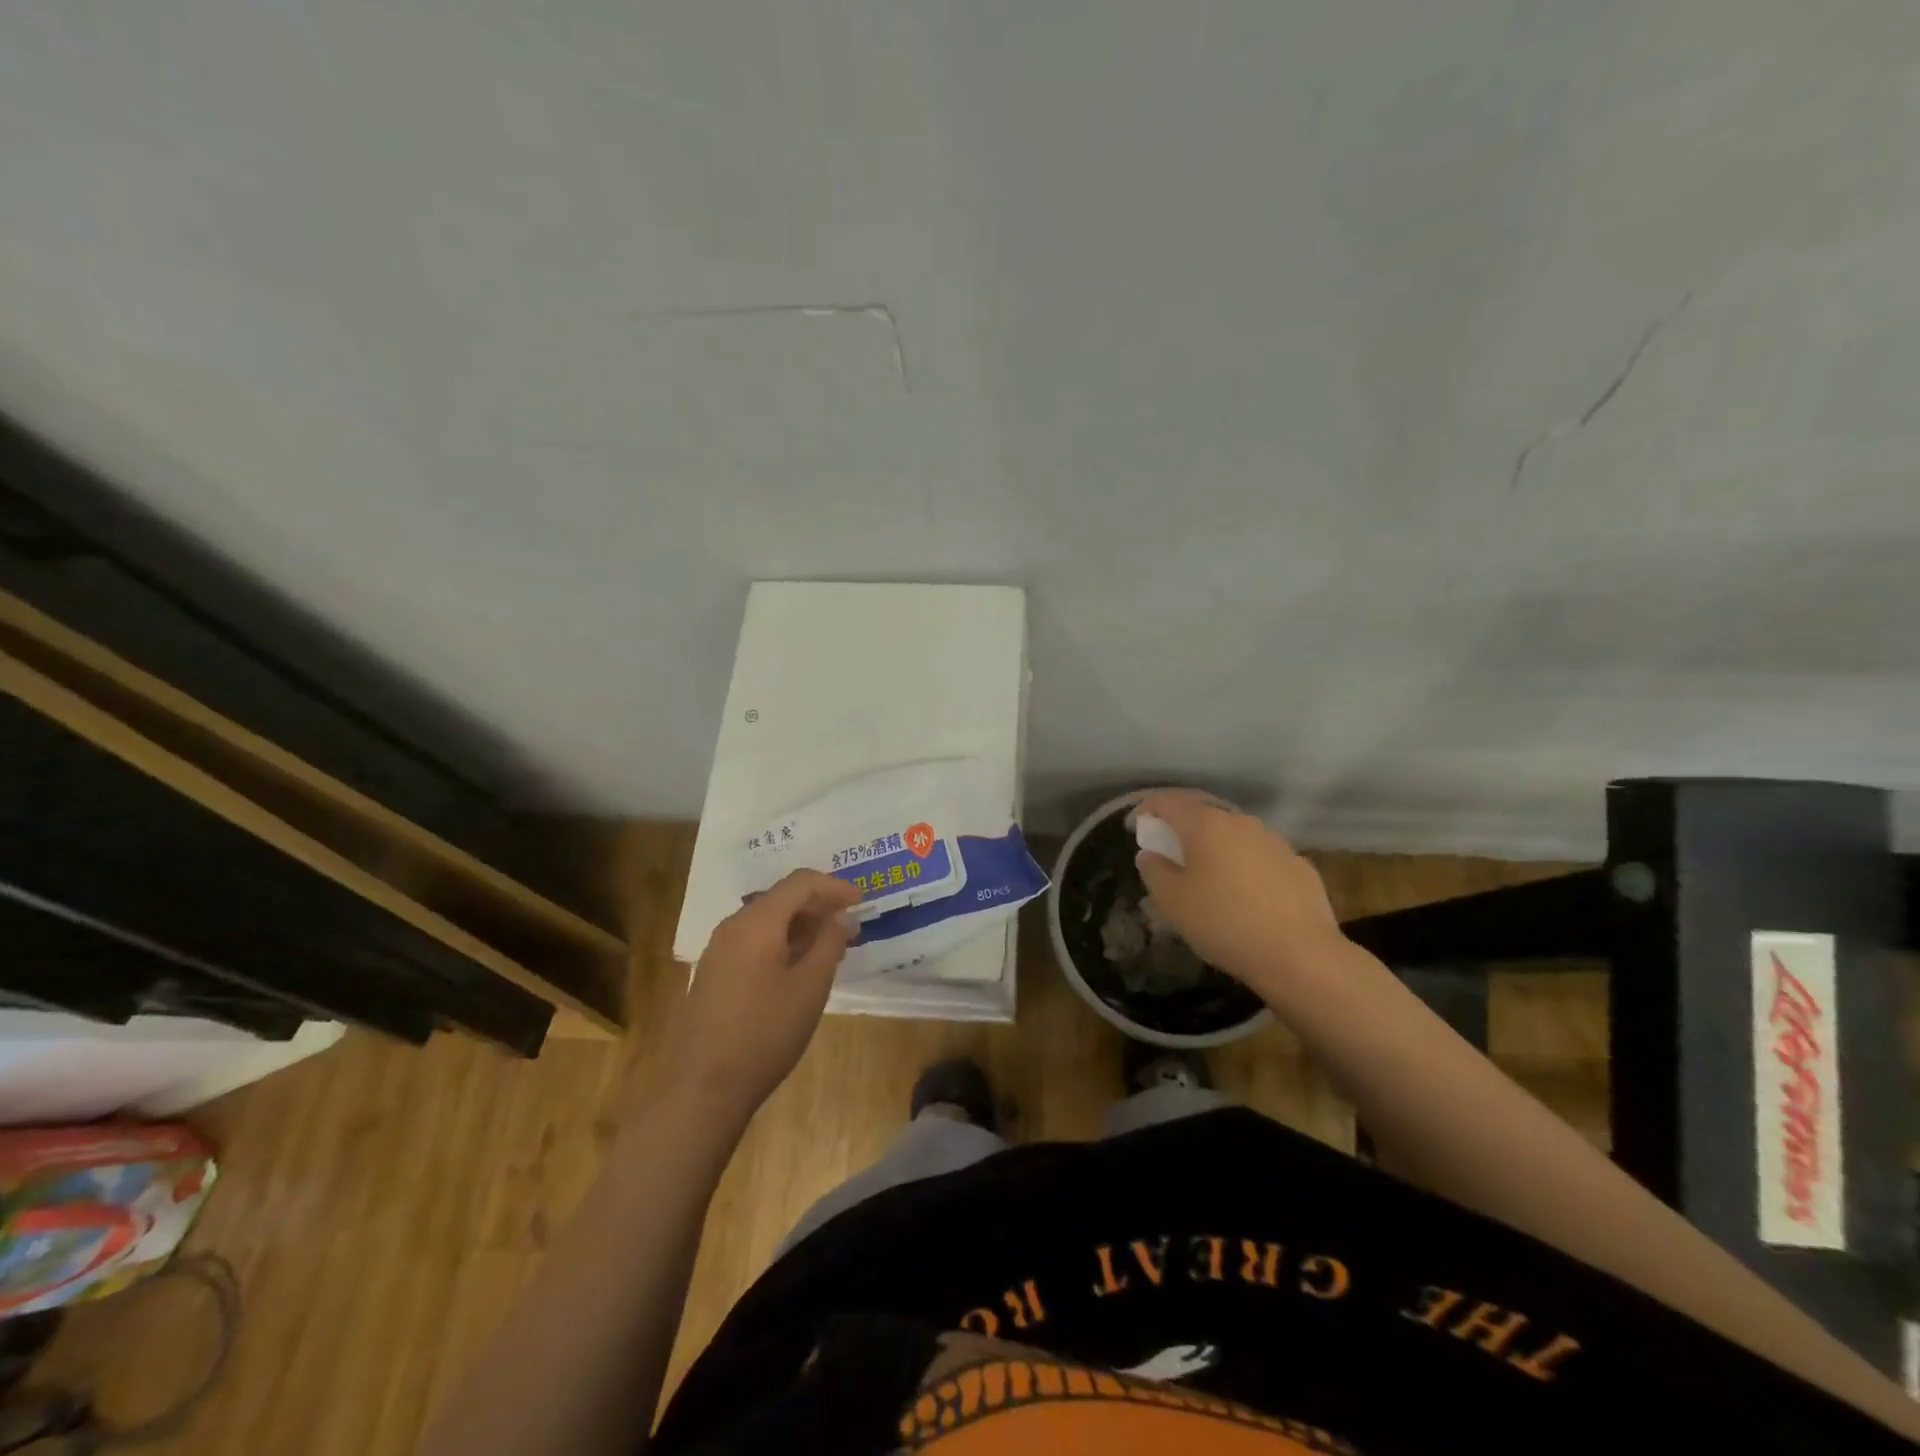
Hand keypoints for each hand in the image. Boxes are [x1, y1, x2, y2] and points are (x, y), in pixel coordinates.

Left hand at [665, 870, 861, 1119]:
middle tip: (851, 929)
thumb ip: (829, 943)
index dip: (834, 887)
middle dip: (819, 908)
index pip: (800, 883)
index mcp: (757, 922)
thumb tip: (839, 917)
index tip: (862, 902)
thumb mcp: (810, 986)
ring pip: (768, 921)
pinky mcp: (715, 973)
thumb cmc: (766, 1032)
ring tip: (832, 950)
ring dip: (802, 928)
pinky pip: (755, 942)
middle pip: (782, 899)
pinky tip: (801, 969)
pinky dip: (783, 944)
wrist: (705, 1088)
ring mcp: (719, 950)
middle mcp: (733, 926)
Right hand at [1132, 789, 1345, 998]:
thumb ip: (1154, 871)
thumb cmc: (1223, 922)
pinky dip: (1244, 865)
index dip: (1147, 809)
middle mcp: (1241, 823)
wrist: (1300, 955)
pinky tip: (1245, 891)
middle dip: (1182, 827)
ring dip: (1216, 845)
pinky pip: (1261, 856)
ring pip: (1235, 834)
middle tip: (1168, 848)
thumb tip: (1150, 854)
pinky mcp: (1299, 865)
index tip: (1134, 825)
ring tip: (1207, 871)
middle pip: (1204, 814)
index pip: (1168, 802)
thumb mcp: (1172, 901)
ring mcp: (1274, 842)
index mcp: (1206, 824)